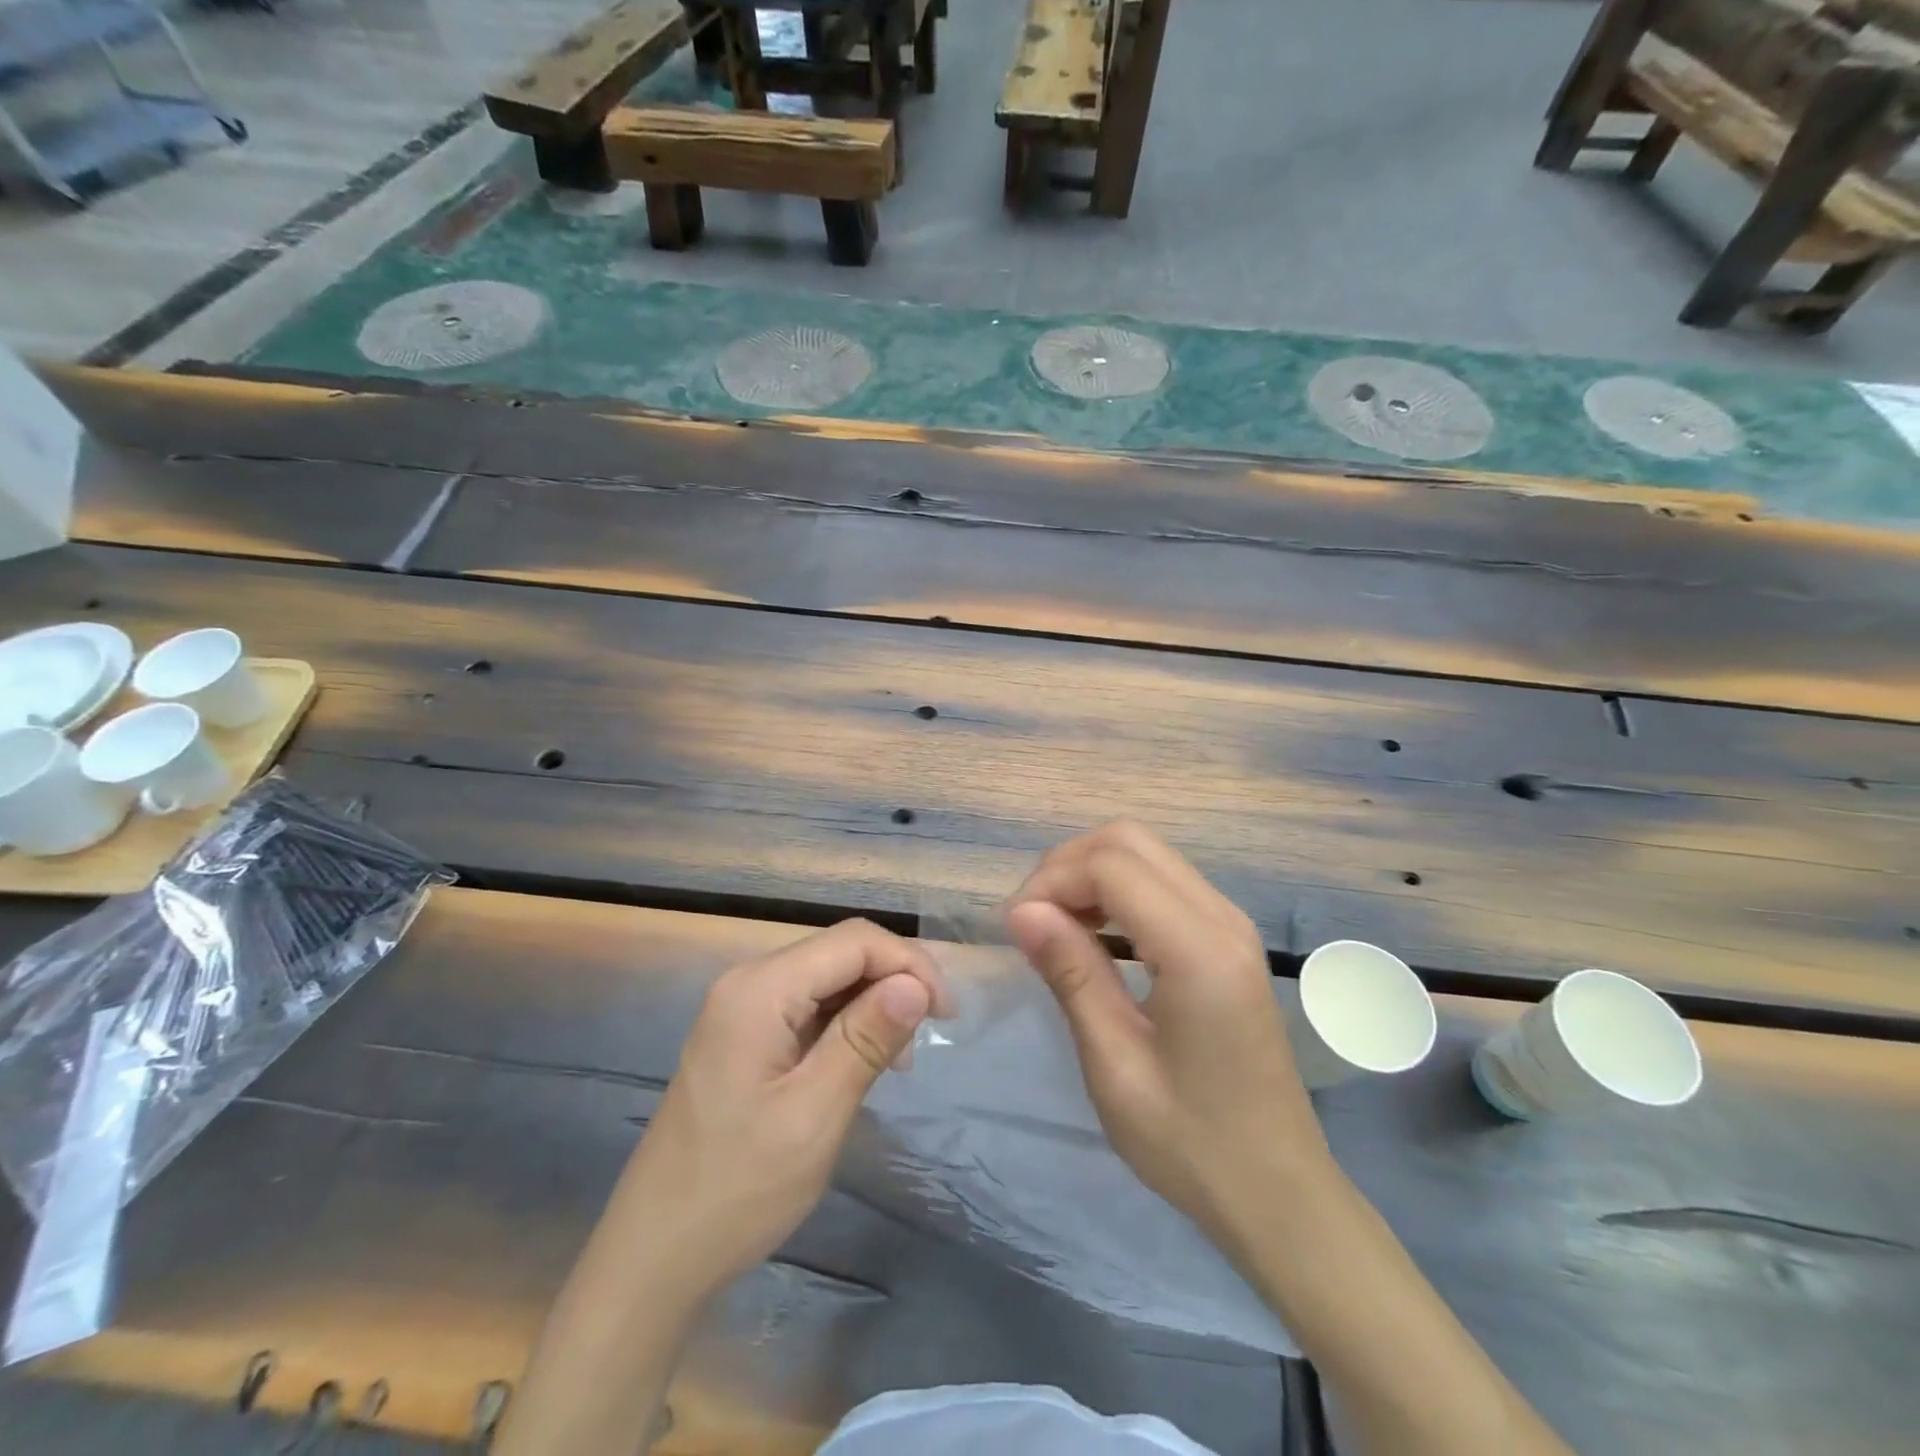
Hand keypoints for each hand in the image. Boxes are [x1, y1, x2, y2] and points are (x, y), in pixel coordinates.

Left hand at [618, 919, 947, 1300]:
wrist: (654, 1254)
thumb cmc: (738, 1188)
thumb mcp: (814, 1115)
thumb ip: (866, 1040)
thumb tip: (916, 984)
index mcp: (760, 989)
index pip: (854, 941)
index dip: (909, 964)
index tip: (946, 1015)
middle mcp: (749, 982)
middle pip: (840, 952)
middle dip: (893, 982)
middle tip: (926, 1039)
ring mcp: (742, 1008)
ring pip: (828, 978)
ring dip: (872, 1005)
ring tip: (897, 1060)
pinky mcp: (744, 1035)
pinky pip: (808, 1006)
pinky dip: (846, 1024)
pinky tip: (861, 1062)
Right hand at [1006, 820, 1331, 1244]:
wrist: (1279, 1193)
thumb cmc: (1191, 1143)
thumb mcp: (1115, 1065)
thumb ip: (1071, 974)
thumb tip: (1021, 910)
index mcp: (1198, 950)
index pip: (1110, 864)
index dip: (1051, 880)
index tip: (1015, 928)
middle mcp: (1221, 918)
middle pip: (1129, 841)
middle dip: (1068, 866)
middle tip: (1033, 921)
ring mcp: (1230, 924)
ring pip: (1146, 854)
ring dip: (1091, 875)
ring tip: (1055, 929)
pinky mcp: (1228, 939)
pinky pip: (1163, 883)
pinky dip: (1117, 891)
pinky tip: (1095, 937)